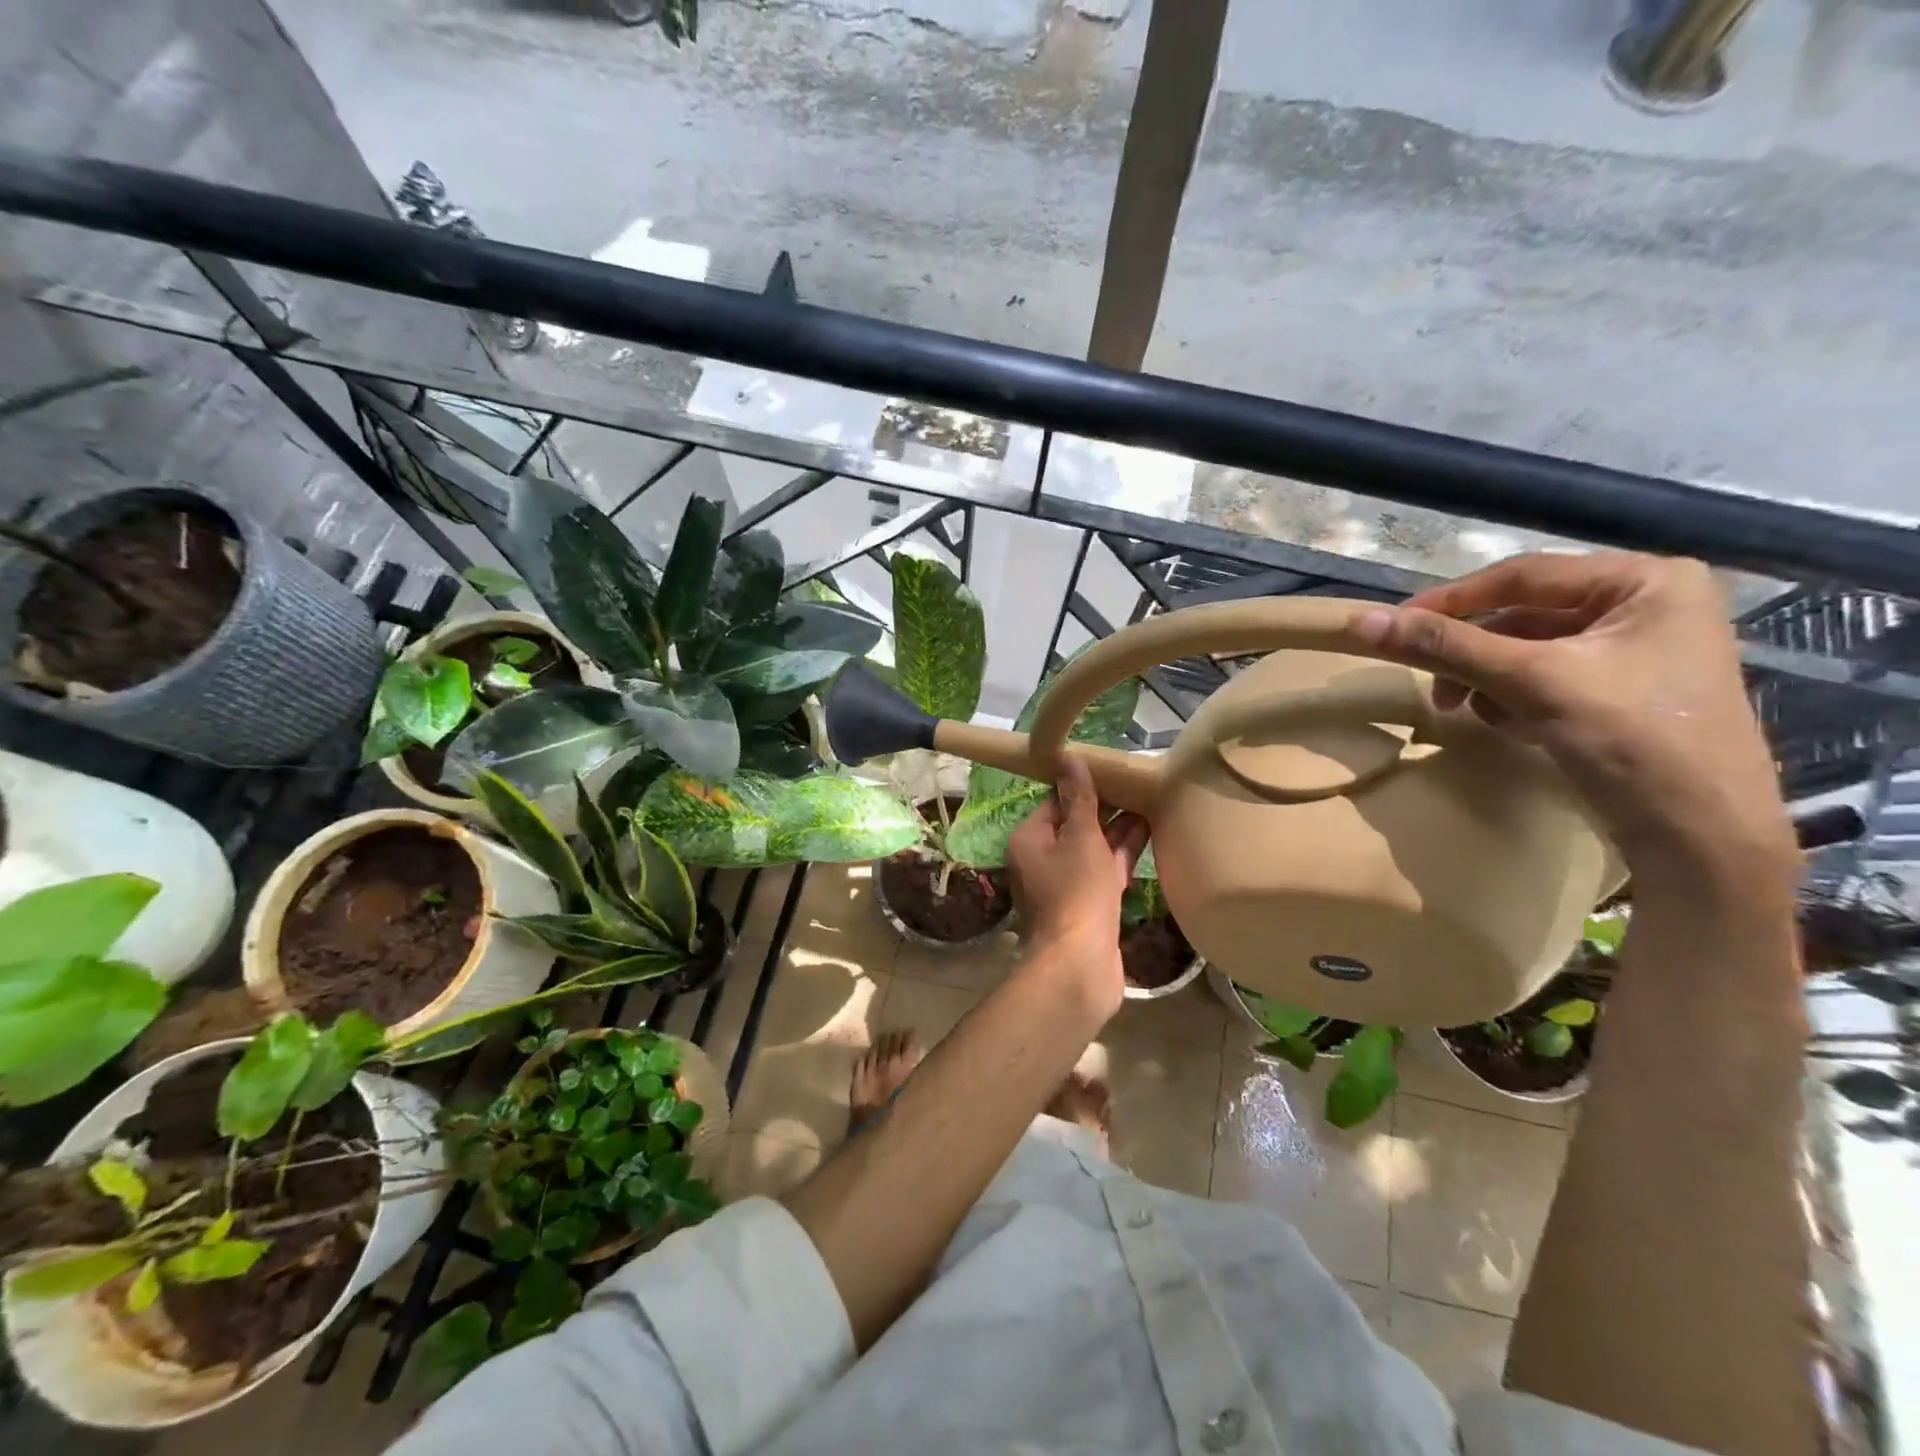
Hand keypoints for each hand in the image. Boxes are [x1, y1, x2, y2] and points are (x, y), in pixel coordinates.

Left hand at [1006, 755, 1148, 1016]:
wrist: (1080, 964)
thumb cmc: (1076, 893)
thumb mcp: (1080, 837)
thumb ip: (1079, 799)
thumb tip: (1068, 758)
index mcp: (1030, 840)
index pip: (1054, 802)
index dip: (1082, 786)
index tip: (1111, 769)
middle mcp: (1042, 860)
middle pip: (1075, 824)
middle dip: (1105, 806)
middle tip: (1137, 781)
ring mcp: (1066, 884)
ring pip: (1093, 848)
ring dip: (1118, 828)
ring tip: (1151, 799)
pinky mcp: (1088, 904)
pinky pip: (1104, 870)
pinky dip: (1123, 854)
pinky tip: (1150, 833)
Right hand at [1348, 551, 1795, 884]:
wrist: (1701, 839)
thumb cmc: (1633, 741)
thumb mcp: (1531, 683)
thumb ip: (1446, 647)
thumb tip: (1362, 621)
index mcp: (1647, 582)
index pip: (1523, 575)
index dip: (1451, 600)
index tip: (1393, 625)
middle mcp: (1646, 605)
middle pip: (1523, 615)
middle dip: (1471, 652)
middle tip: (1430, 684)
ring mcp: (1636, 651)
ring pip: (1527, 650)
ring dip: (1486, 678)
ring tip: (1463, 710)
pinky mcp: (1621, 692)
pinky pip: (1543, 678)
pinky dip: (1512, 698)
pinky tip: (1508, 725)